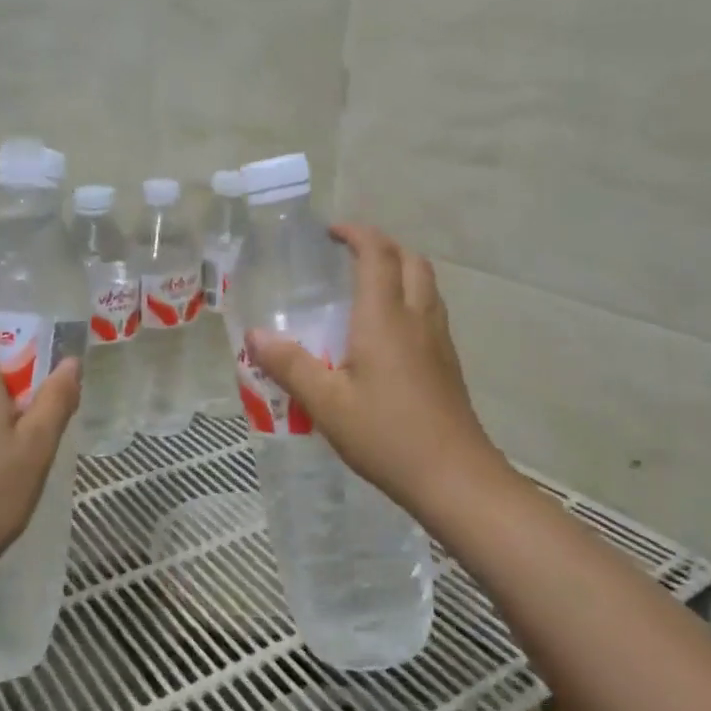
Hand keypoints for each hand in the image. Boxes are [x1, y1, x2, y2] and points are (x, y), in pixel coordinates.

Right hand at [246, 225, 500, 511]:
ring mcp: (439, 340)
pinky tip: (388, 331)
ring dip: (400, 269)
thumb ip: (290, 365)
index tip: (330, 232)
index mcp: (385, 318)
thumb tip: (255, 335)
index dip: (356, 234)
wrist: (455, 478)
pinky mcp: (448, 362)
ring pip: (426, 284)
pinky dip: (410, 297)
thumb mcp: (326, 403)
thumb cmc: (386, 435)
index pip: (376, 254)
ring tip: (367, 286)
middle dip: (381, 245)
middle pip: (410, 260)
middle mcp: (417, 318)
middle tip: (348, 255)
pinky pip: (431, 309)